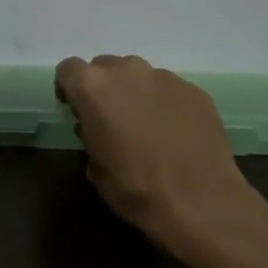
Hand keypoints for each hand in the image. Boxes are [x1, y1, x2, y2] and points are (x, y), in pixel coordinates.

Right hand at [54, 54, 258, 256]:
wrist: (199, 200)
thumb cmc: (135, 188)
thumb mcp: (95, 168)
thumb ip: (90, 135)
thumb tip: (98, 129)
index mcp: (93, 88)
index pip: (68, 69)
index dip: (69, 89)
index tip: (76, 110)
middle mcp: (127, 71)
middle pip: (105, 67)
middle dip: (104, 89)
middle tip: (111, 119)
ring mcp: (164, 77)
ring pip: (139, 76)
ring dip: (136, 94)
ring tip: (147, 127)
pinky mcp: (194, 90)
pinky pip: (169, 90)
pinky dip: (165, 104)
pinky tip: (174, 133)